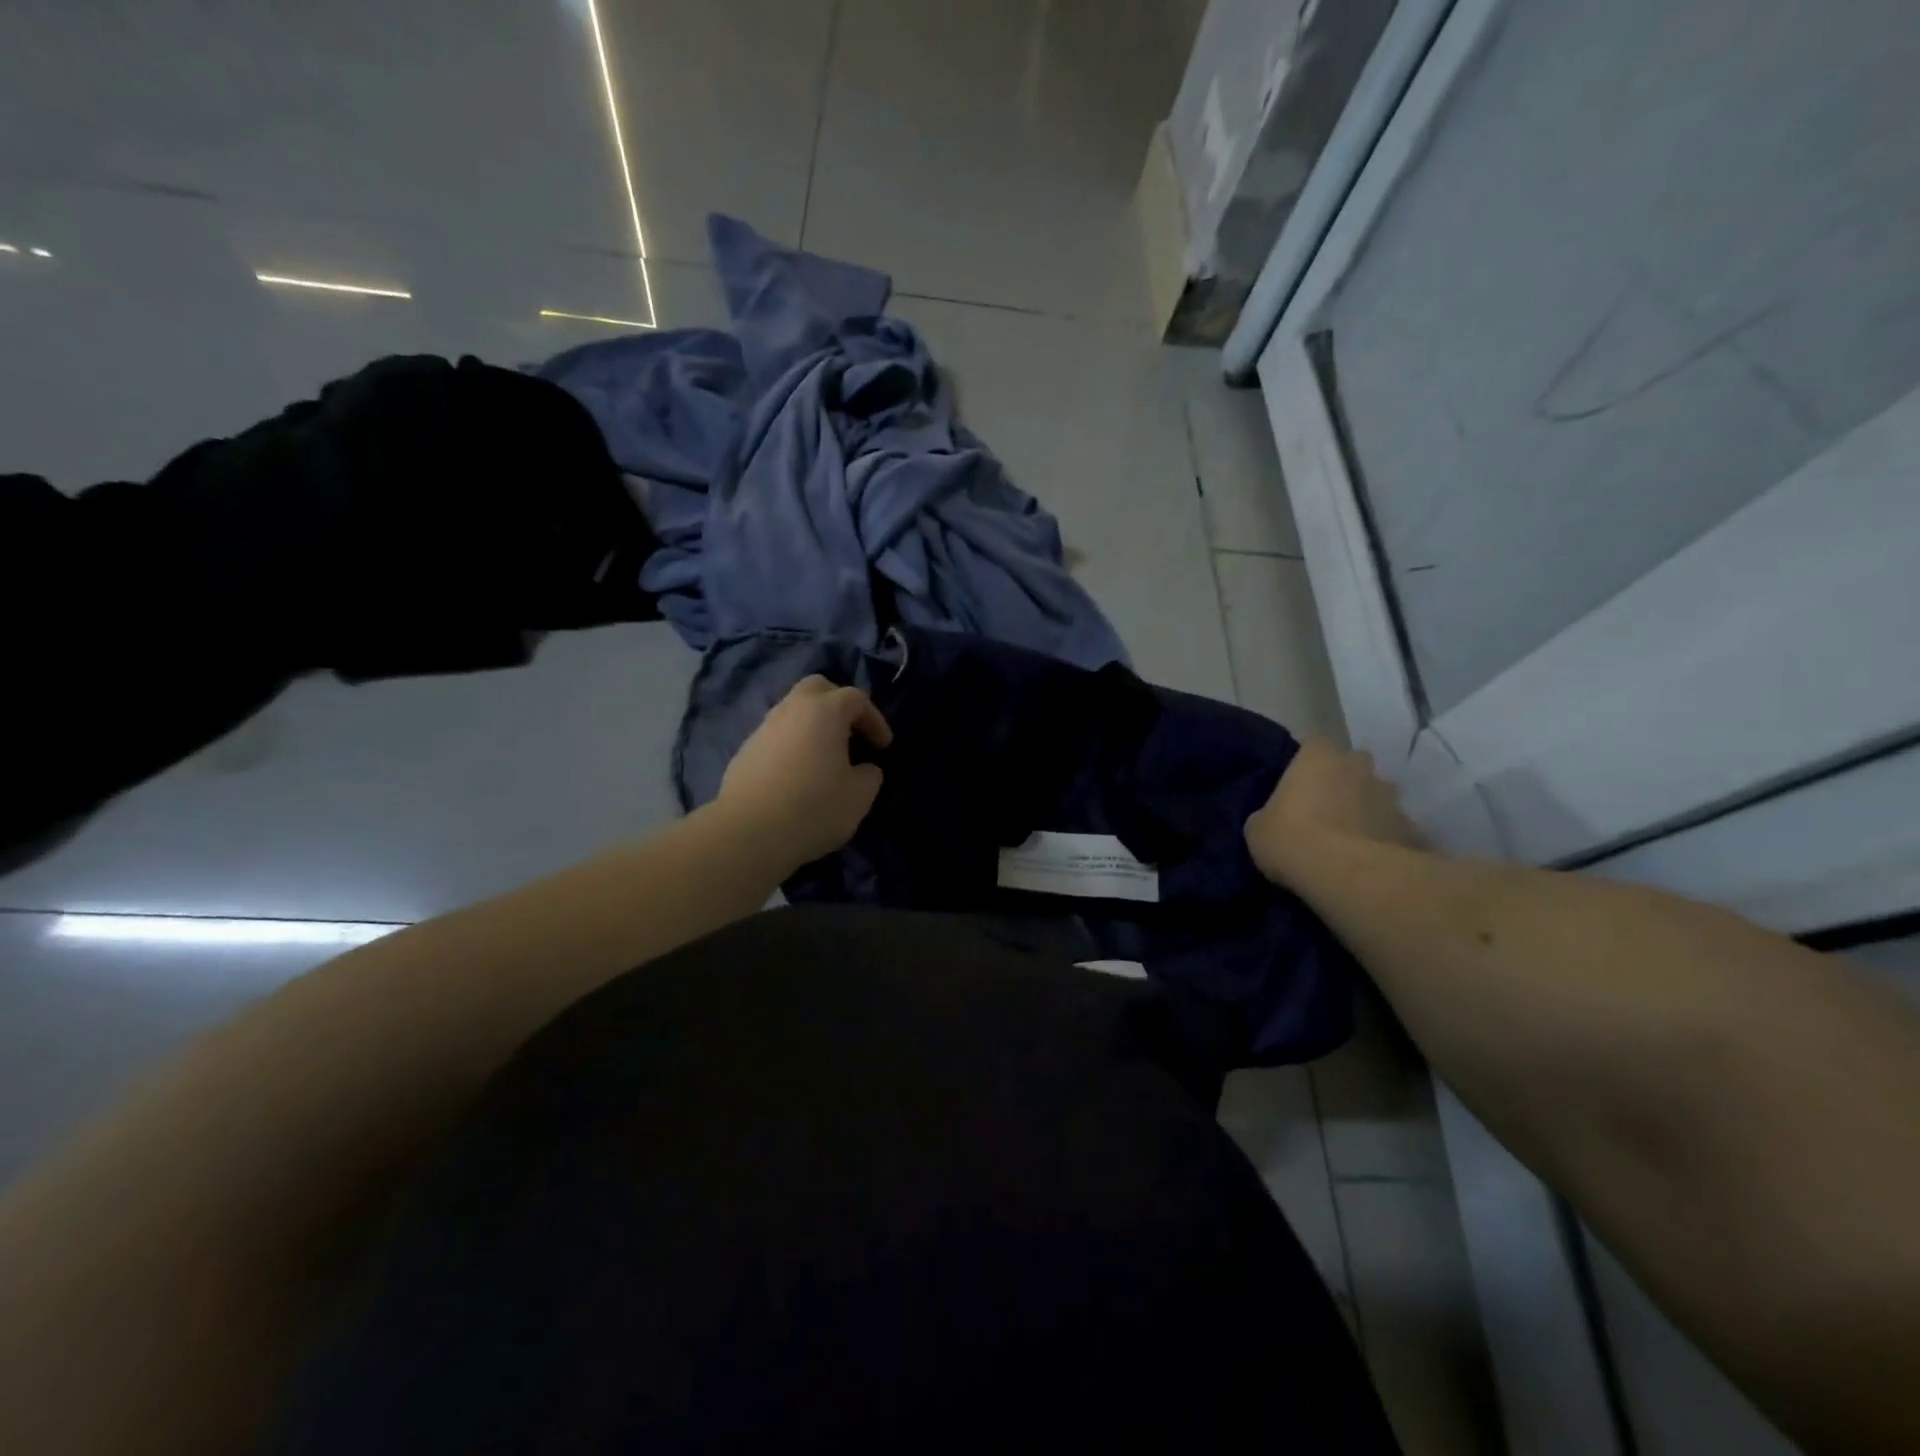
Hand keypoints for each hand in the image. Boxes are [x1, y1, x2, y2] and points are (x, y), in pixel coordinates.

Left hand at [717, 675, 892, 867]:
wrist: (748, 833)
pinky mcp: (745, 750)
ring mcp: (764, 728)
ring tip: (825, 756)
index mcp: (824, 711)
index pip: (856, 698)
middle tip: (851, 733)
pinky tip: (798, 774)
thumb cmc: (814, 808)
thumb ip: (870, 775)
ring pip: (793, 710)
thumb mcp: (859, 797)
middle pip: (817, 688)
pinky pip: (776, 735)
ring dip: (813, 725)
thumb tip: (864, 769)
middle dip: (838, 704)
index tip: (883, 747)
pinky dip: (792, 744)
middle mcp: (791, 709)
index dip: (875, 719)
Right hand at [1245, 736, 1423, 887]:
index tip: (1299, 782)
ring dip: (1368, 809)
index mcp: (1318, 758)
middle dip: (1345, 780)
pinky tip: (1371, 860)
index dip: (1307, 762)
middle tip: (1327, 807)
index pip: (1314, 744)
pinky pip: (1395, 829)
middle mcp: (1359, 767)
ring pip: (1379, 796)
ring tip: (1351, 838)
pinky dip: (1386, 838)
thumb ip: (1268, 815)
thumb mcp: (1258, 829)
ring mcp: (1391, 797)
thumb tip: (1273, 820)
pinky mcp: (1412, 829)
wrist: (1346, 874)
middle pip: (1354, 764)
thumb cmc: (1291, 838)